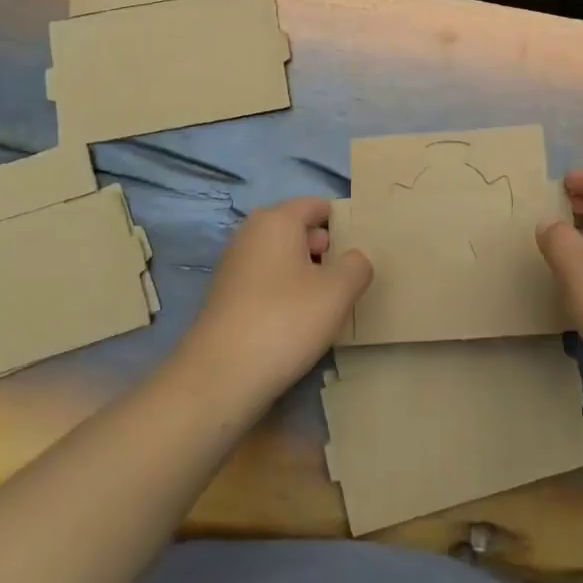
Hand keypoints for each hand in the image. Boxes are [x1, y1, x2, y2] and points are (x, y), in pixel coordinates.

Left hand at [176, 196, 371, 408]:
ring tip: (328, 305)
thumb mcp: (338, 291)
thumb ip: (357, 265)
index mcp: (277, 220)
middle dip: (326, 250)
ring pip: (283, 259)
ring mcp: (235, 266)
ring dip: (307, 275)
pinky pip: (267, 283)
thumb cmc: (285, 320)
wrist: (220, 377)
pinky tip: (298, 324)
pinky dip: (285, 295)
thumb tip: (354, 260)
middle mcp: (251, 234)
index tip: (362, 250)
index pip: (317, 206)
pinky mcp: (227, 298)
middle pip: (299, 230)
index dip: (343, 223)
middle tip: (348, 280)